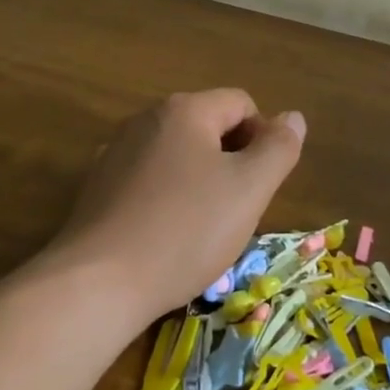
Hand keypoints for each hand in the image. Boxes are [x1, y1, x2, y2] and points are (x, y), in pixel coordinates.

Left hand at [53, 89, 305, 323]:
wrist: (96, 285)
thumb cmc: (185, 230)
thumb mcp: (250, 189)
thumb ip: (279, 148)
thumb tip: (293, 118)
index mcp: (185, 110)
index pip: (242, 104)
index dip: (263, 139)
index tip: (260, 186)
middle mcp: (147, 119)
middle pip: (209, 126)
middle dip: (232, 162)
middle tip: (236, 209)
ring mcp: (116, 152)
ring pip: (179, 156)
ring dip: (201, 182)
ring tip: (203, 228)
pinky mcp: (97, 187)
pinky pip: (149, 180)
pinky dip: (167, 199)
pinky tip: (166, 237)